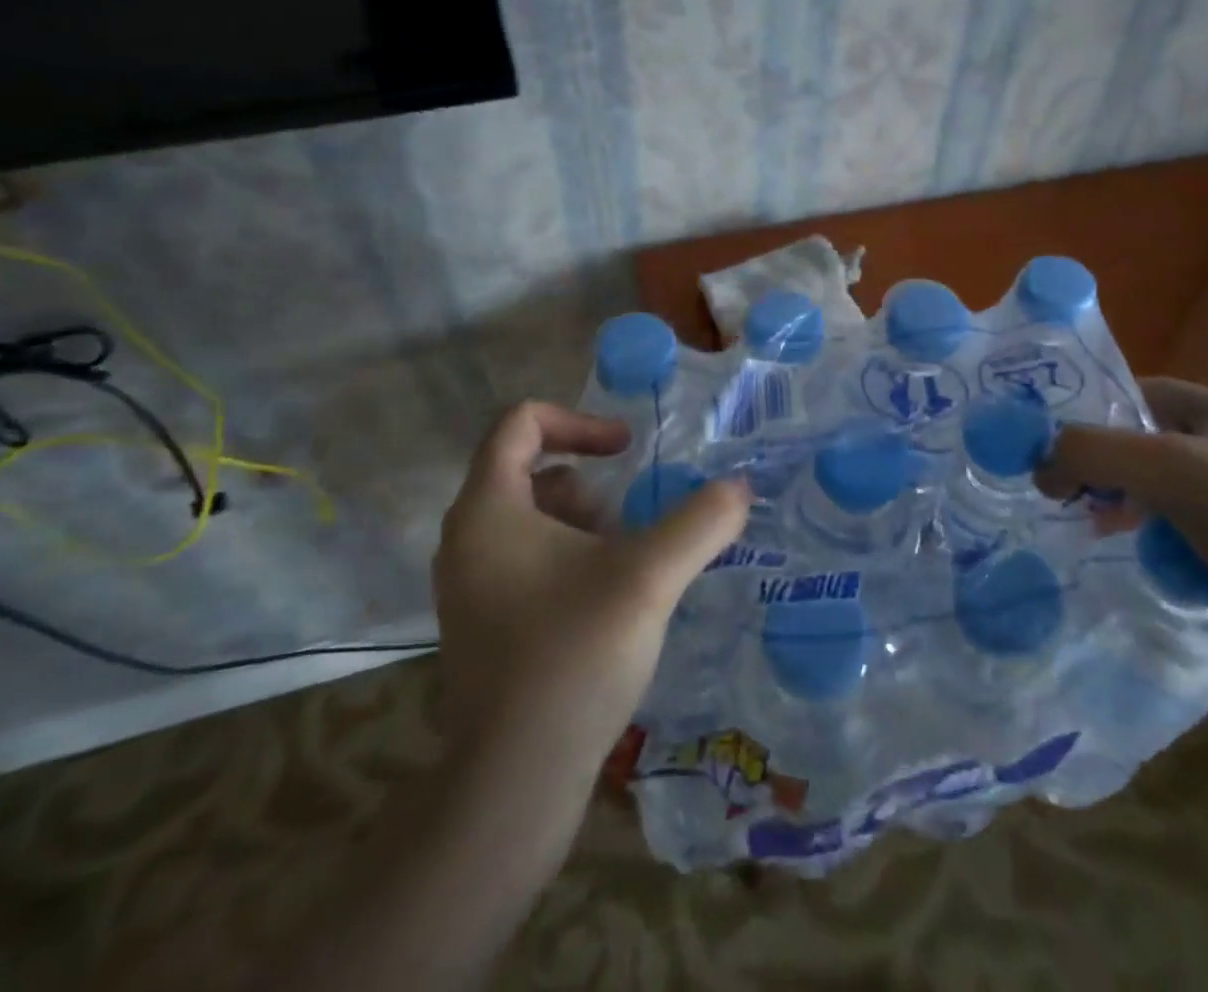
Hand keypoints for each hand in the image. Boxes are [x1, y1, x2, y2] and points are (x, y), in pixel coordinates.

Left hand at [431, 401, 750, 776]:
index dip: (578, 422)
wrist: (512, 786)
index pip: (519, 424)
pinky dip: (570, 562)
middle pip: (528, 472)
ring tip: (627, 566)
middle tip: (629, 525)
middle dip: (589, 486)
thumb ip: (700, 522)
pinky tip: (610, 604)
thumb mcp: (648, 578)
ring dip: (584, 526)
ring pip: (531, 521)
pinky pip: (528, 564)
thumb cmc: (572, 658)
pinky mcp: (485, 626)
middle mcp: (467, 540)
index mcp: (488, 510)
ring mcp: (471, 587)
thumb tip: (740, 488)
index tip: (626, 450)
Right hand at [1036, 378, 1207, 667]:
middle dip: (1099, 463)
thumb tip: (1036, 467)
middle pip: (1144, 446)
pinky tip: (1119, 558)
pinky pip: (1166, 540)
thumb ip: (1093, 452)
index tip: (1045, 434)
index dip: (1096, 407)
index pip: (1147, 393)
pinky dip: (1139, 544)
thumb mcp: (1172, 470)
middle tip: (1054, 485)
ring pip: (1151, 496)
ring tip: (1082, 523)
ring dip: (1114, 505)